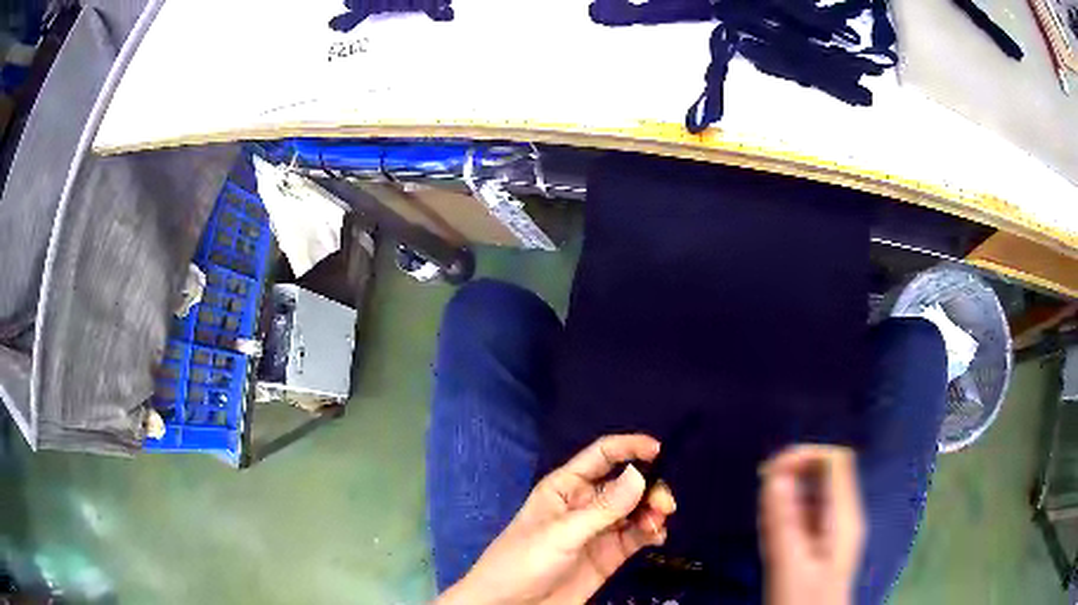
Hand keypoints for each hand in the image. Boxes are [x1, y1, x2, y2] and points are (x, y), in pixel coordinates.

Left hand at [436, 434, 676, 604]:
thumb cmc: (524, 561)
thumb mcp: (562, 533)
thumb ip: (604, 508)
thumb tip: (640, 474)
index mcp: (566, 487)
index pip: (602, 456)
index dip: (629, 447)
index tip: (658, 450)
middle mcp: (586, 504)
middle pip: (627, 484)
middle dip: (649, 488)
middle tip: (664, 506)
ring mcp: (599, 531)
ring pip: (636, 510)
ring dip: (652, 512)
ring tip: (657, 525)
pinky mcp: (609, 555)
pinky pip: (637, 536)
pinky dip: (651, 533)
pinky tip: (656, 538)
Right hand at [760, 445, 865, 604]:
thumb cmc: (804, 600)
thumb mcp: (790, 565)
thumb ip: (783, 521)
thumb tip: (775, 474)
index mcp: (844, 516)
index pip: (835, 459)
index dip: (805, 455)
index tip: (771, 472)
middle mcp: (844, 514)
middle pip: (825, 471)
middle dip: (794, 473)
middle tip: (764, 496)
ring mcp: (835, 526)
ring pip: (814, 491)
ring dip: (788, 495)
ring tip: (767, 518)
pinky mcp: (823, 539)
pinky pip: (808, 511)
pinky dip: (788, 512)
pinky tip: (774, 530)